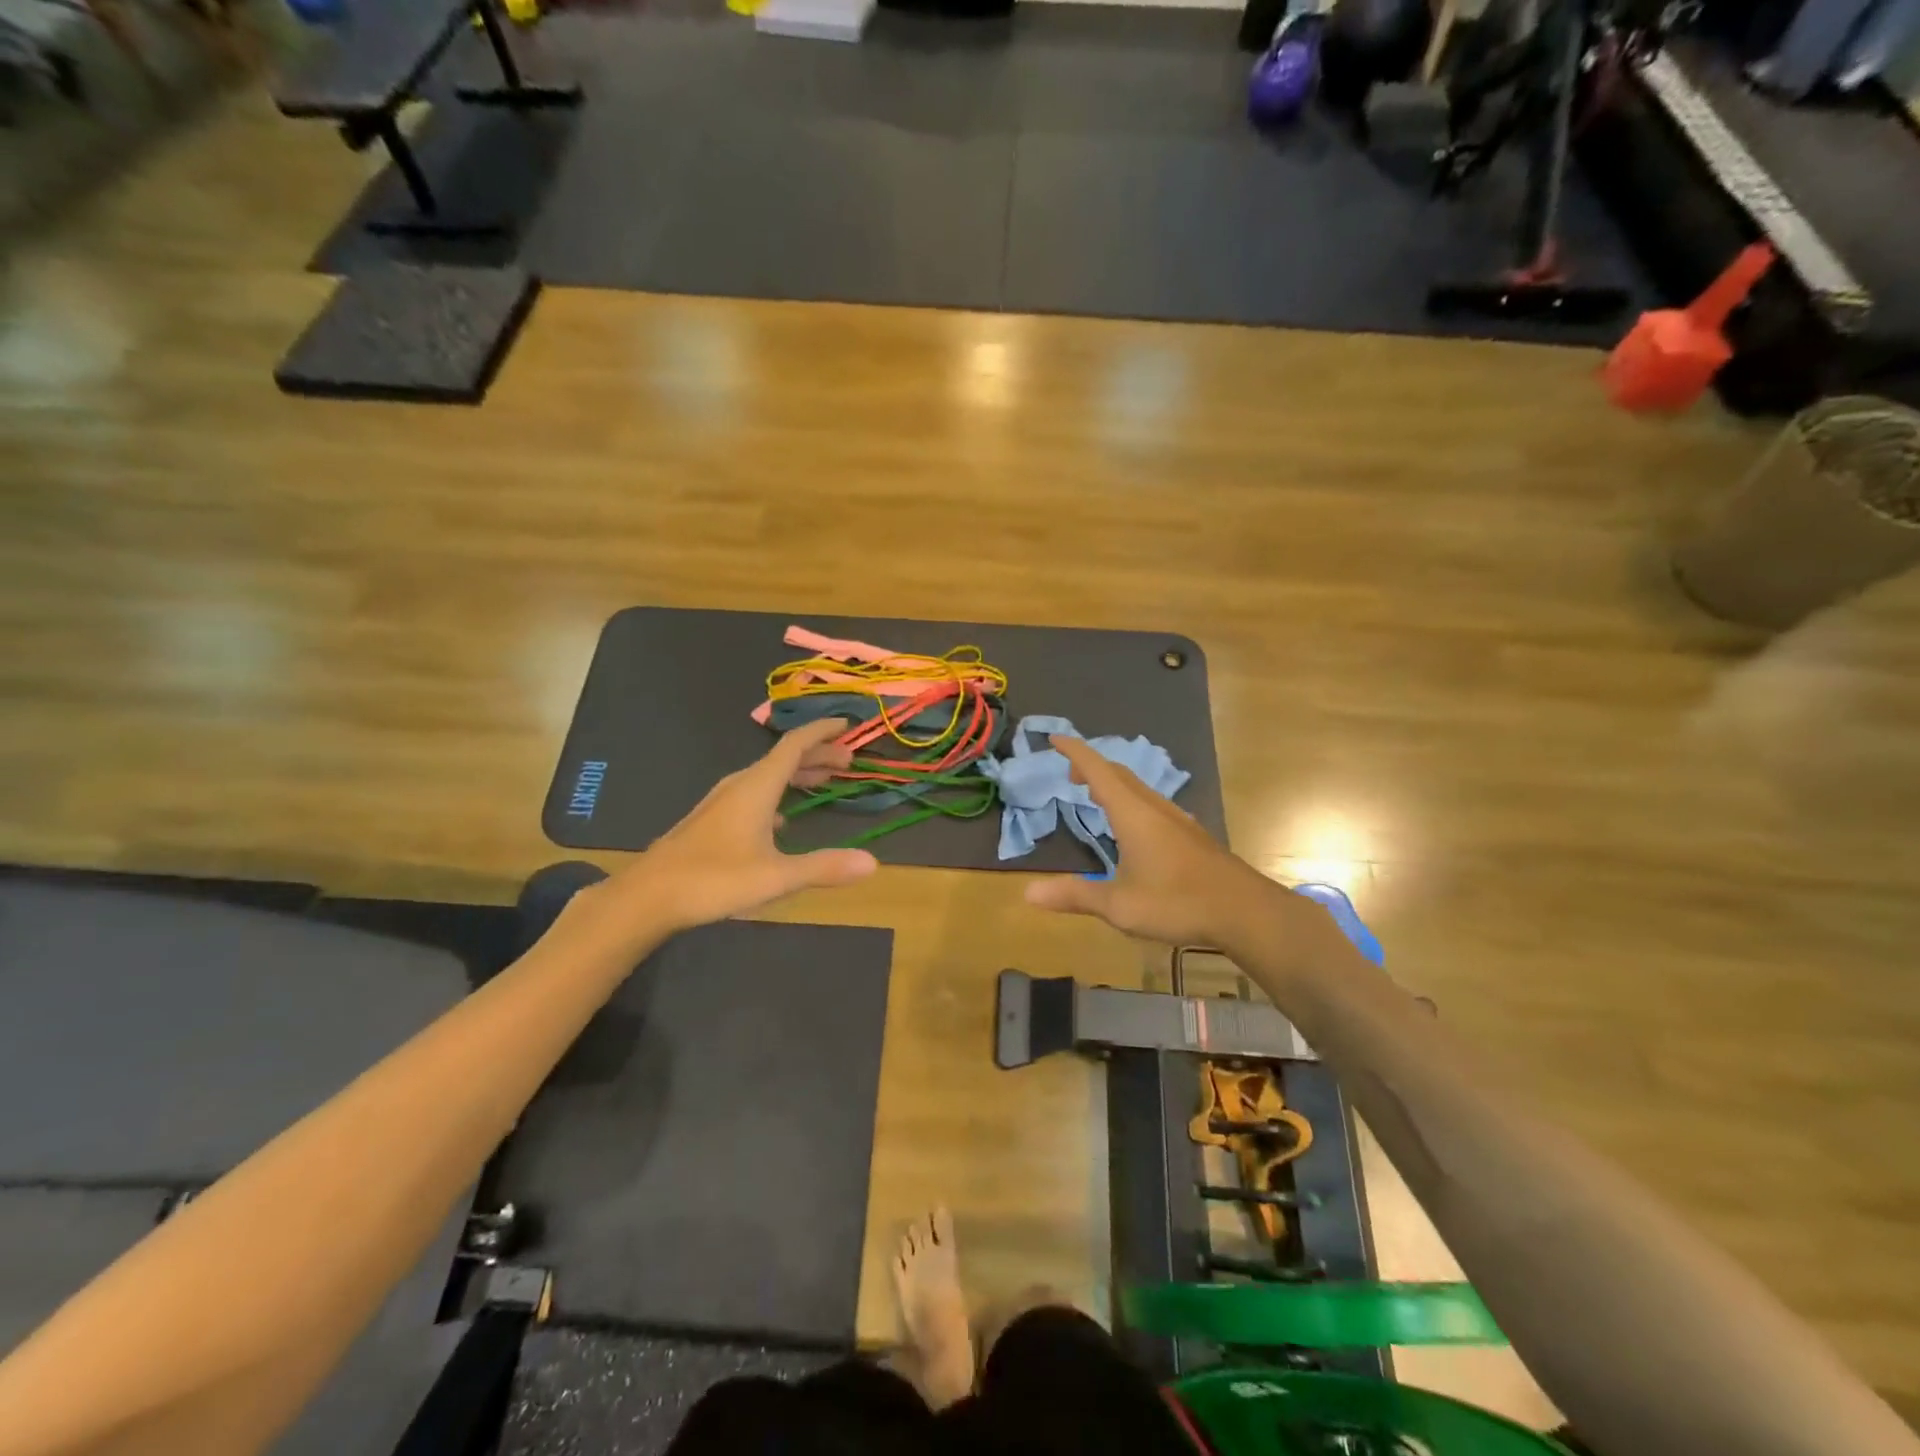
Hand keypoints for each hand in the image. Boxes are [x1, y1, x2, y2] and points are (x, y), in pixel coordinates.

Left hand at [591, 719, 878, 936]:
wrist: (647, 896)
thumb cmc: (713, 880)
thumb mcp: (776, 877)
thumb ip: (824, 867)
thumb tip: (873, 862)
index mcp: (757, 787)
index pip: (795, 745)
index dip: (822, 731)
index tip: (847, 724)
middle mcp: (740, 786)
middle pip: (784, 758)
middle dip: (818, 755)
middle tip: (849, 760)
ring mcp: (722, 801)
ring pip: (768, 776)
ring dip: (798, 773)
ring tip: (825, 779)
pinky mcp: (712, 819)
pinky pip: (755, 793)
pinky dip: (779, 794)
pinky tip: (784, 818)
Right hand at [1023, 736, 1322, 955]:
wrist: (1246, 911)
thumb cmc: (1178, 903)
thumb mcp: (1119, 905)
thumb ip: (1075, 895)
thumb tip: (1028, 893)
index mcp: (1133, 814)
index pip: (1097, 770)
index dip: (1074, 751)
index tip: (1054, 737)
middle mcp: (1155, 808)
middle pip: (1119, 774)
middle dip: (1091, 767)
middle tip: (1069, 774)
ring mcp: (1178, 819)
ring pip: (1139, 788)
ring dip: (1113, 783)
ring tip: (1096, 795)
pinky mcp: (1192, 834)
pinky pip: (1153, 803)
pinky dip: (1131, 800)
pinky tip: (1135, 825)